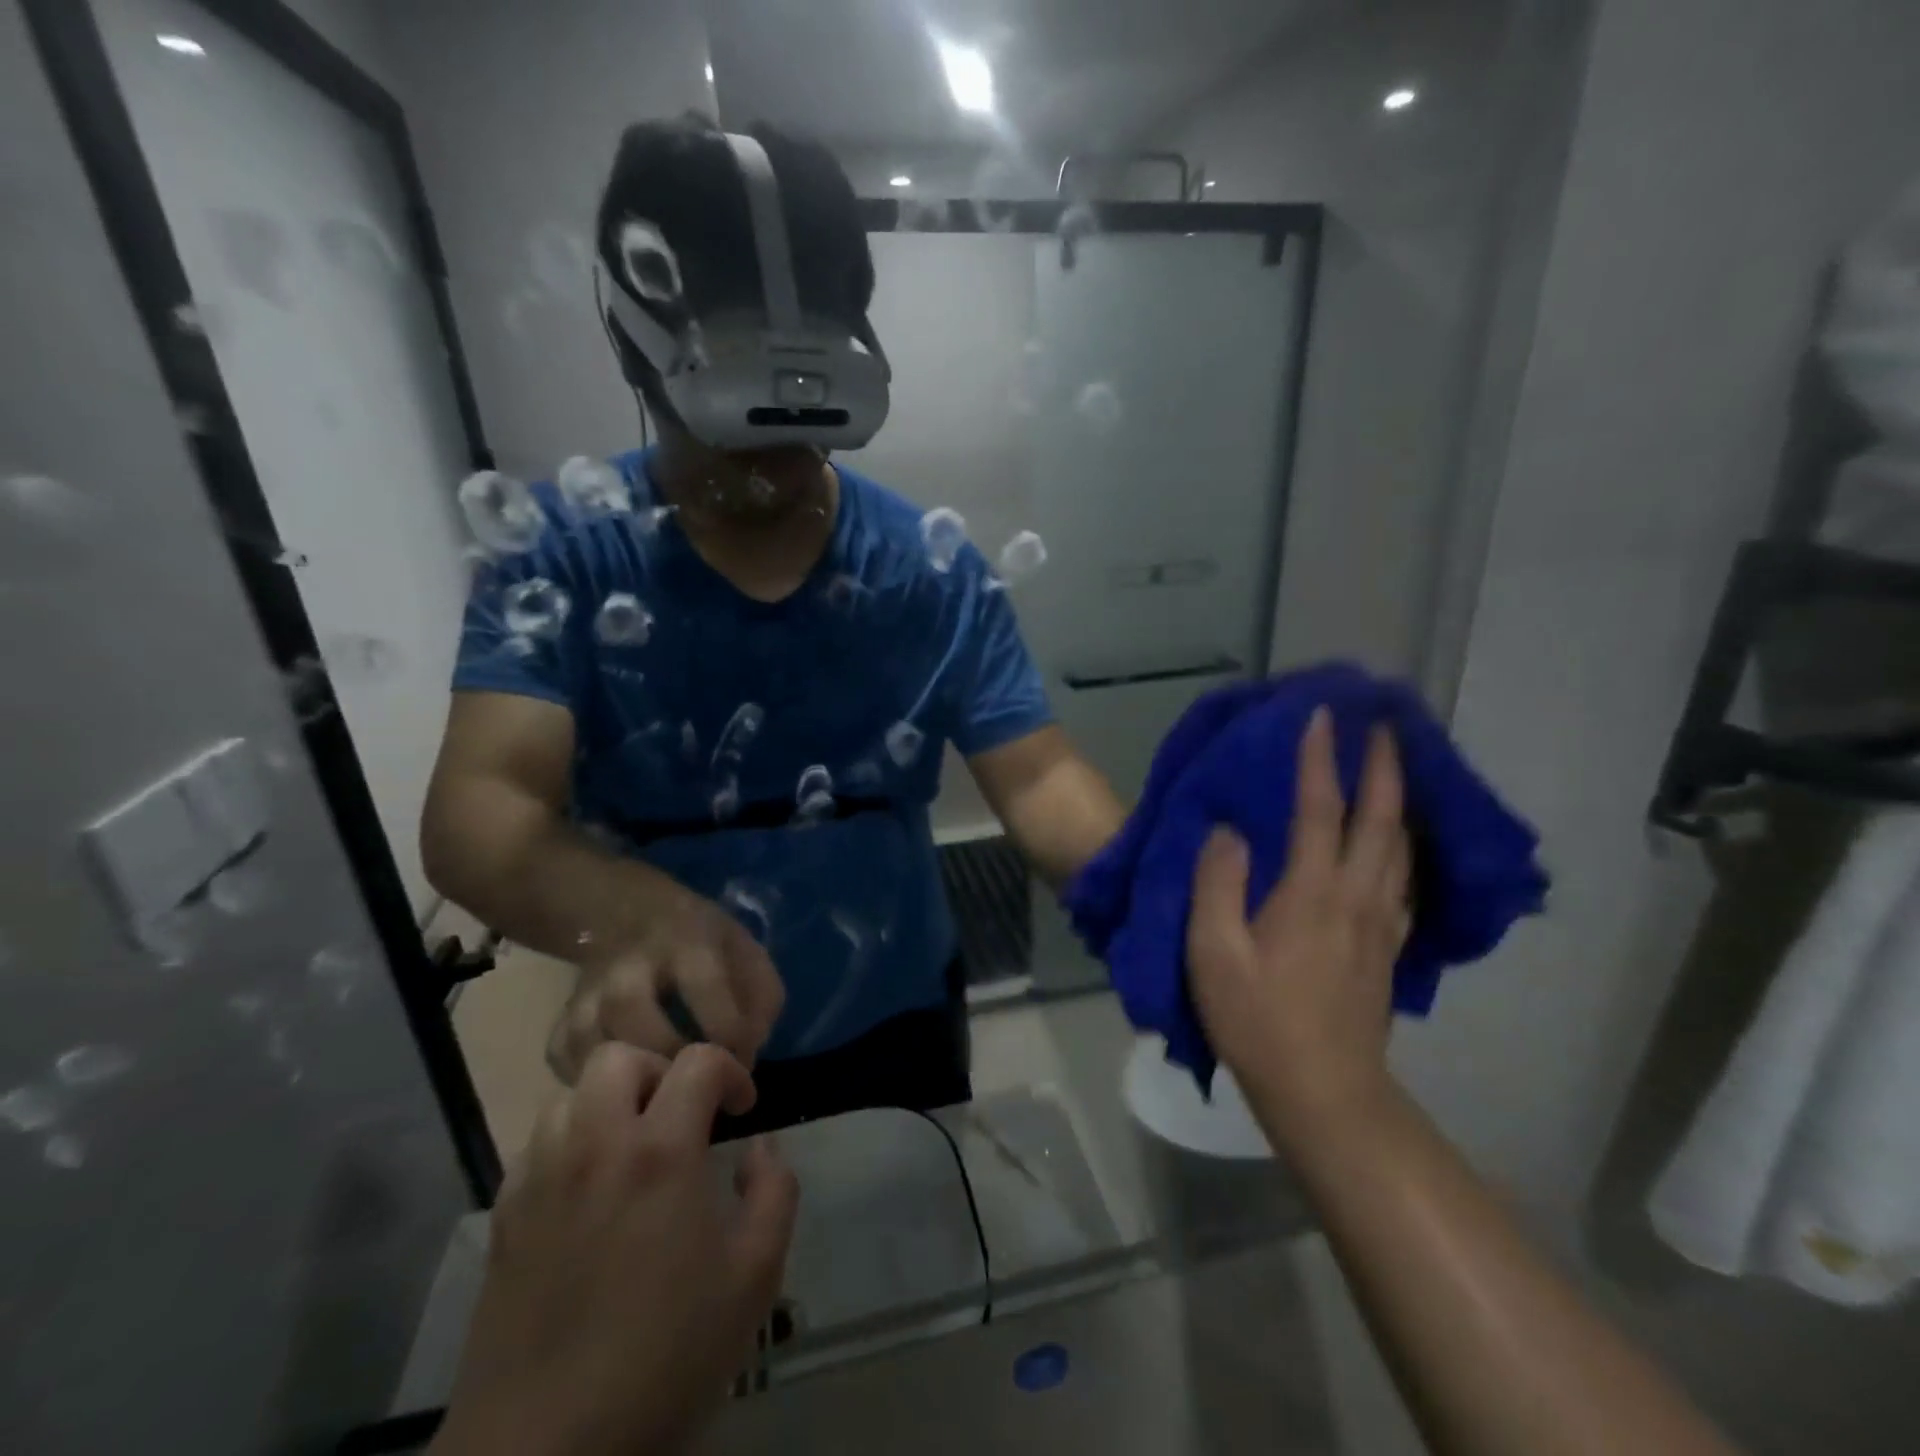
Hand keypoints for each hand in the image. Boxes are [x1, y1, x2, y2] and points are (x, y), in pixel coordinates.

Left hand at [433, 1044, 800, 1455]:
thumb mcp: (754, 1277)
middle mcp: (595, 1147)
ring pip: (569, 1095)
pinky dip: (568, 1144)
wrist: (545, 1454)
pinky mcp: (503, 1218)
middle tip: (680, 1116)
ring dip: (608, 1103)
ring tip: (631, 1147)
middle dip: (659, 1070)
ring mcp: (540, 1180)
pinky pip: (535, 1146)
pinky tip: (585, 1190)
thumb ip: (773, 1192)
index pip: (696, 1061)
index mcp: (660, 1152)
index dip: (729, 1071)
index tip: (742, 1108)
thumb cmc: (665, 1357)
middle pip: (618, 1056)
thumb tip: (761, 1146)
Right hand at [550, 888, 783, 1081]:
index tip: (744, 1066)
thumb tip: (749, 1054)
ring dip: (627, 1079)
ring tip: (660, 1101)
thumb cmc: (701, 939)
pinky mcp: (564, 1016)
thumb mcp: (745, 948)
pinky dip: (586, 1083)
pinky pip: (563, 1059)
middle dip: (667, 1058)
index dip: (728, 1033)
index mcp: (688, 941)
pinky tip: (621, 1093)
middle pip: (632, 1011)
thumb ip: (761, 997)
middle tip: (695, 1090)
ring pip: (589, 1040)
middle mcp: (631, 964)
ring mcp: (590, 991)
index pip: (705, 986)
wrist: (629, 911)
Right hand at [1186, 707, 1411, 1152]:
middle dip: (1383, 765)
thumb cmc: (1257, 1019)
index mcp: (1311, 893)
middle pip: (1380, 818)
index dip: (1320, 759)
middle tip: (1383, 724)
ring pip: (1400, 846)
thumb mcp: (1213, 952)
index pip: (1319, 809)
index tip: (1321, 715)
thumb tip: (1229, 832)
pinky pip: (1403, 878)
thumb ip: (1218, 883)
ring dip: (1399, 799)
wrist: (1324, 1092)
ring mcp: (1381, 923)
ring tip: (1395, 768)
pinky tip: (1397, 841)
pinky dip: (1403, 843)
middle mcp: (1357, 897)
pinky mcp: (1388, 947)